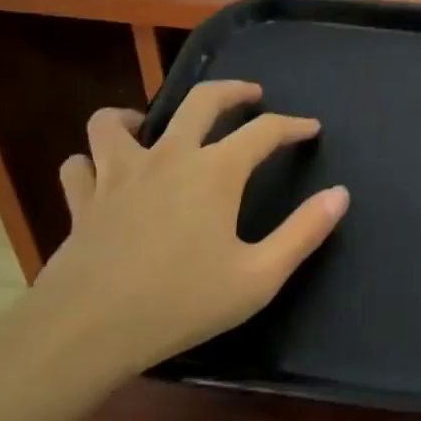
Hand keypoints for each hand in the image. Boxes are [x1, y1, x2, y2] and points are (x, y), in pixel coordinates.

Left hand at [26, 81, 349, 381]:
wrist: (87, 330)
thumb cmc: (180, 302)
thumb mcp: (258, 277)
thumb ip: (303, 233)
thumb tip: (341, 194)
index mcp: (215, 171)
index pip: (264, 131)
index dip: (292, 125)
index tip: (310, 128)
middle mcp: (169, 156)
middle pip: (201, 100)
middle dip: (232, 90)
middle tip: (249, 93)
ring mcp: (119, 174)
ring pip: (114, 121)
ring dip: (134, 116)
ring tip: (148, 126)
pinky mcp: (82, 200)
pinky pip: (79, 165)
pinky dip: (89, 164)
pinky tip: (99, 175)